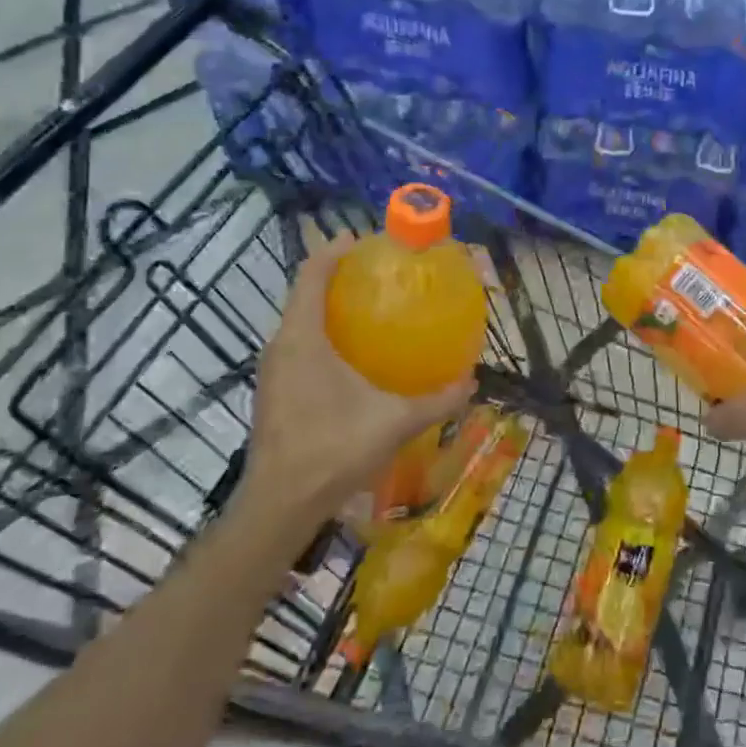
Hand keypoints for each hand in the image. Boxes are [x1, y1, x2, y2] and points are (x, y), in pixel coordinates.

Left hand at [235, 235, 472, 531]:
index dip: (334, 251)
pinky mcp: (275, 392)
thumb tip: (471, 382)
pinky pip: (299, 346)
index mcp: (302, 338)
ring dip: (330, 307)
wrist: (279, 507)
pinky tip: (355, 356)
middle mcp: (281, 346)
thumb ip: (437, 400)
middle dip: (338, 277)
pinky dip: (323, 334)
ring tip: (371, 308)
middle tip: (379, 274)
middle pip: (305, 293)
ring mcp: (273, 371)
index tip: (363, 240)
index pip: (311, 274)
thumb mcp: (394, 421)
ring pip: (300, 322)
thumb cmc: (332, 450)